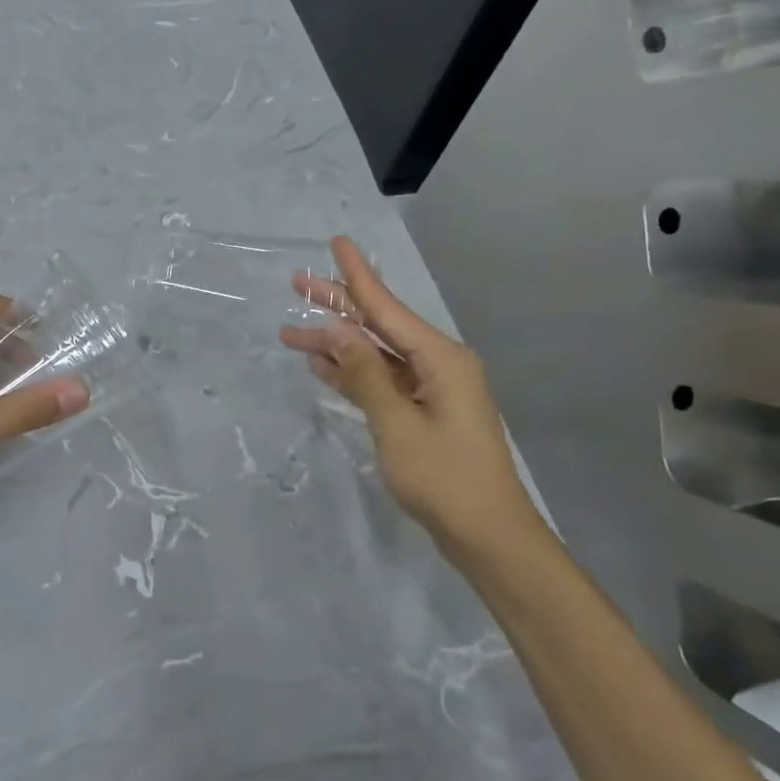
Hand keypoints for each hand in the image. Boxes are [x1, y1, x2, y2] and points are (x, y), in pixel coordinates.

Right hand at [280, 237, 543, 558]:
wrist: (488, 538)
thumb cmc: (444, 478)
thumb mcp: (396, 423)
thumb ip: (364, 373)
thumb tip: (336, 330)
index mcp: (440, 358)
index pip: (387, 307)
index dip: (357, 275)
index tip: (337, 242)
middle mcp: (438, 365)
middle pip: (379, 327)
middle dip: (337, 307)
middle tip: (297, 284)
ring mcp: (432, 391)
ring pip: (376, 356)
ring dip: (337, 347)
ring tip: (292, 334)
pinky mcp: (424, 414)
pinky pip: (383, 383)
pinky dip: (354, 375)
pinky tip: (322, 367)